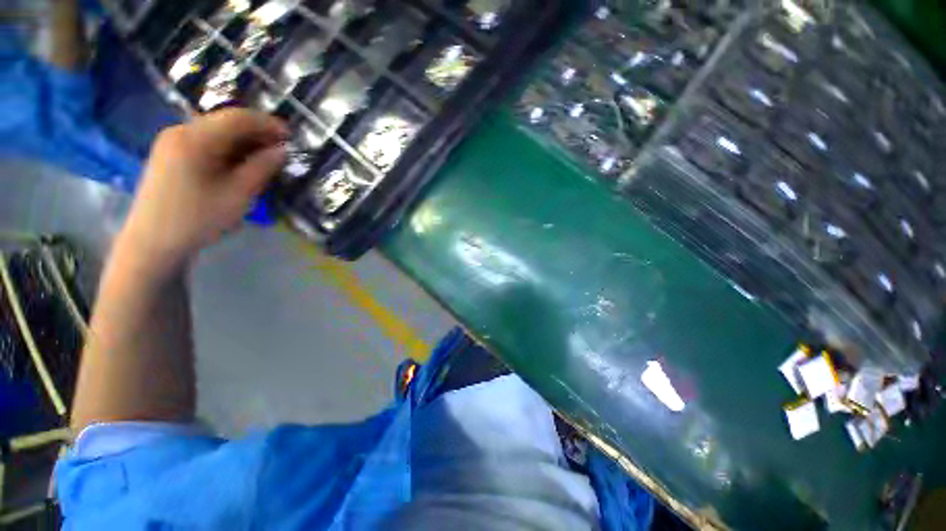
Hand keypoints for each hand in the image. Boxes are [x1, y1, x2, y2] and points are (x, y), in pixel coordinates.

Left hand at [120, 109, 288, 274]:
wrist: (153, 241)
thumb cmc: (198, 218)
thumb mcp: (238, 194)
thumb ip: (262, 168)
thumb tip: (282, 151)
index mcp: (195, 138)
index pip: (237, 118)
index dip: (268, 124)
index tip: (291, 137)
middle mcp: (180, 131)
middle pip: (225, 122)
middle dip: (257, 132)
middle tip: (281, 149)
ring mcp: (172, 142)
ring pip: (216, 132)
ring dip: (244, 141)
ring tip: (265, 157)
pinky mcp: (170, 154)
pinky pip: (205, 142)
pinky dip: (228, 148)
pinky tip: (240, 162)